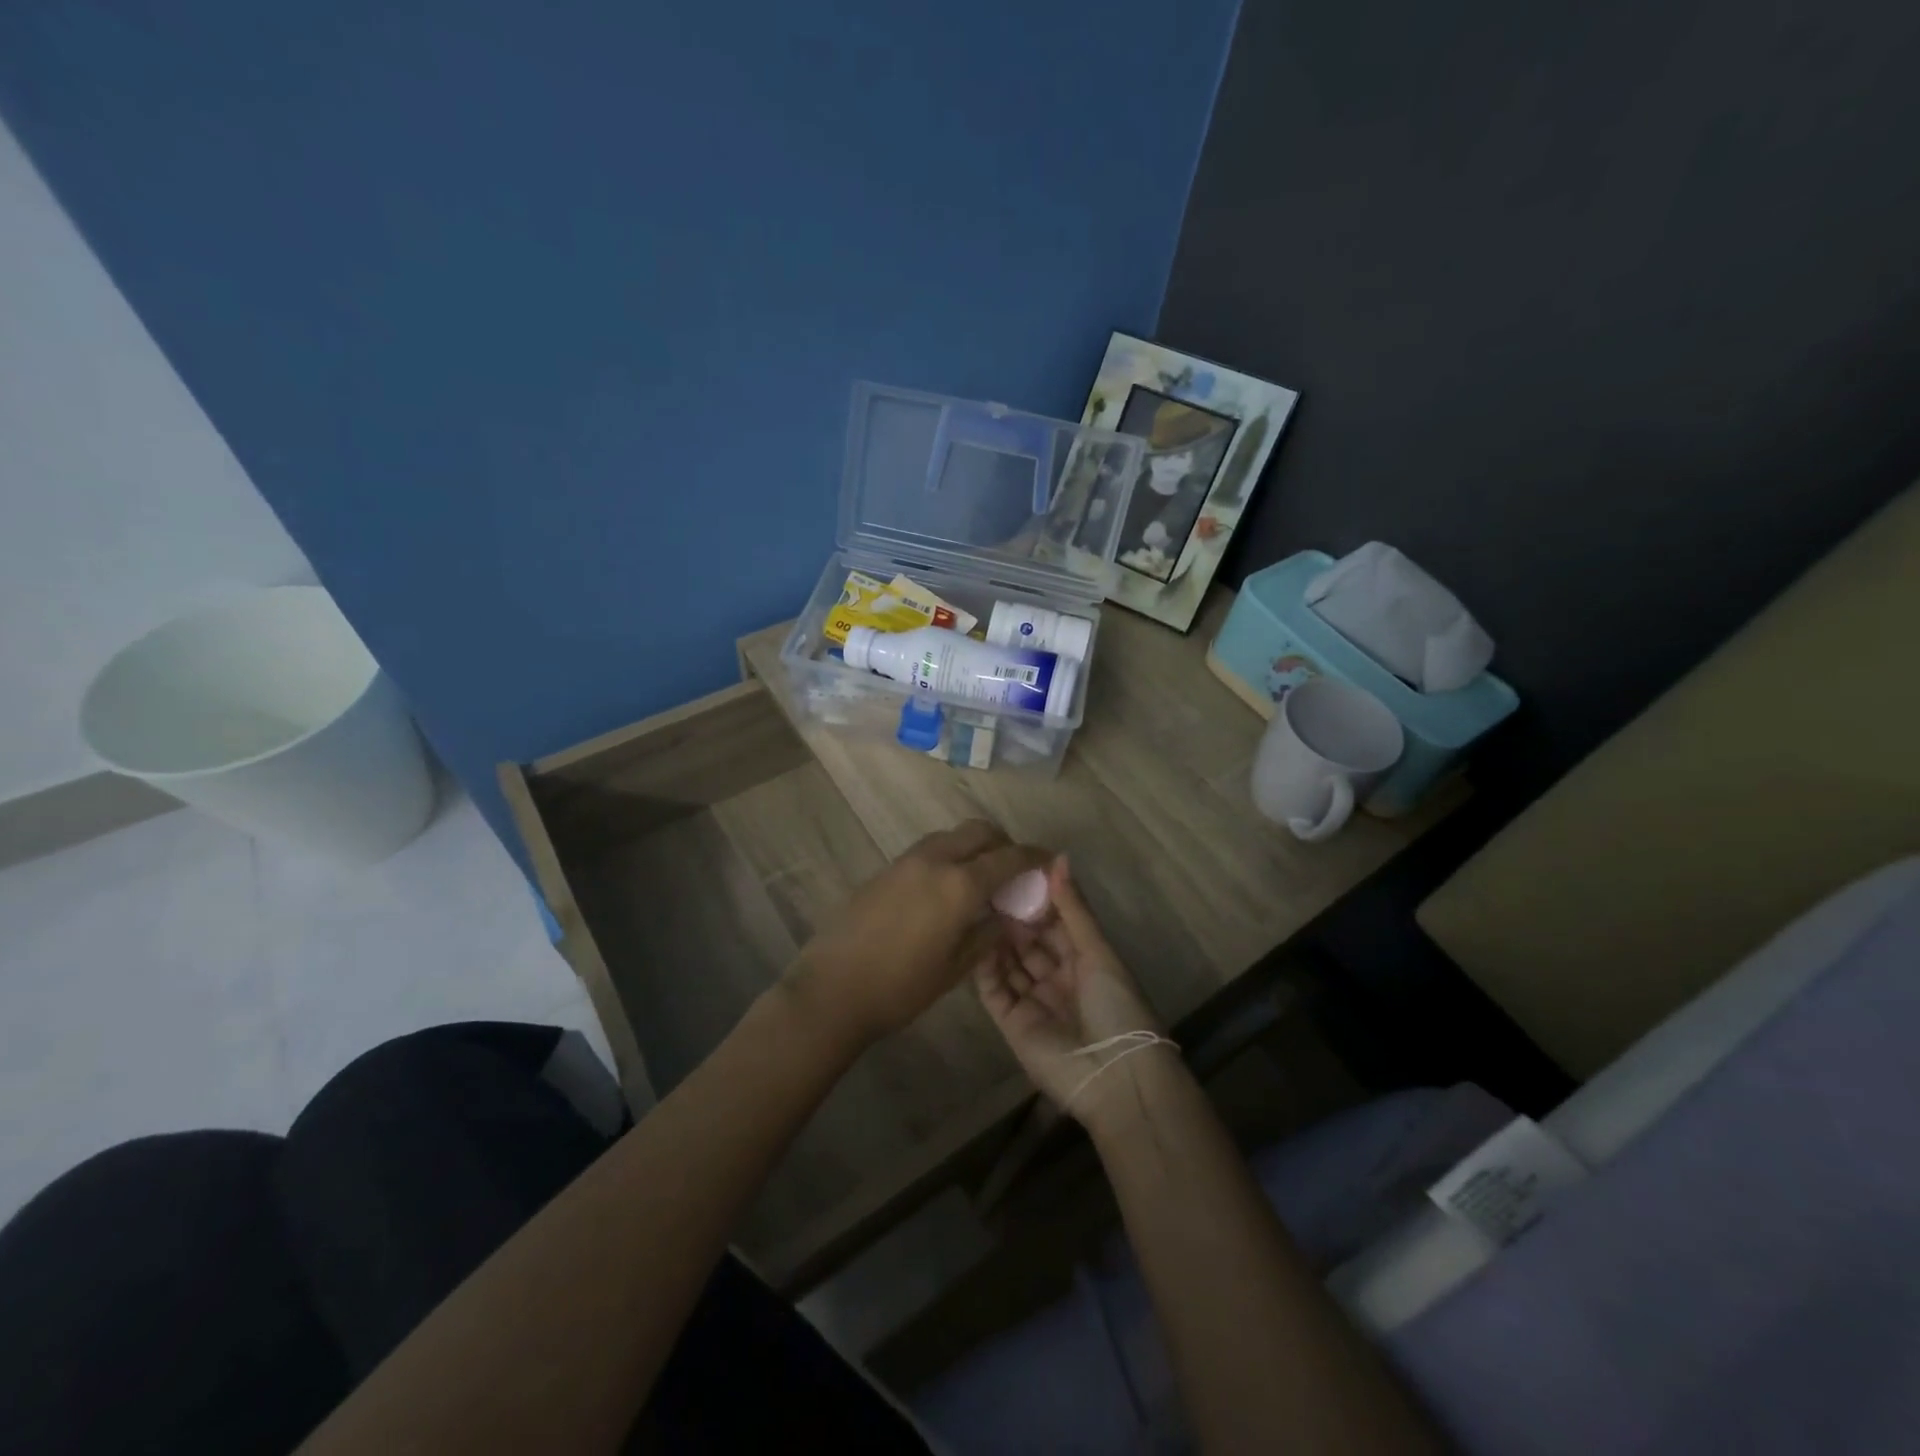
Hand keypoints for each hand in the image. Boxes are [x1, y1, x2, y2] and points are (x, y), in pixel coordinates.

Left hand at [792, 820, 1048, 1048]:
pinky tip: (948, 888)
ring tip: (981, 879)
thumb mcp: (956, 968)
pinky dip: (950, 856)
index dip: (1034, 857)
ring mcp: (907, 860)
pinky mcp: (886, 868)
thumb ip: (988, 934)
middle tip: (1013, 870)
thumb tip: (1009, 916)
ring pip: (952, 835)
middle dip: (1003, 843)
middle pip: (980, 830)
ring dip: (974, 846)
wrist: (833, 988)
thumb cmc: (901, 987)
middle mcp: (935, 860)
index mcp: (959, 884)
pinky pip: (930, 849)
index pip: (1008, 857)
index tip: (1049, 861)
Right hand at [971, 856, 1167, 1121]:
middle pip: (1029, 942)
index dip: (1037, 900)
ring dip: (995, 937)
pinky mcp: (1011, 1023)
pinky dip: (983, 967)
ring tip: (974, 905)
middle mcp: (1057, 978)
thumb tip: (1058, 858)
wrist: (1113, 1077)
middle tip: (986, 886)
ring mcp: (1033, 1001)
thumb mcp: (1097, 951)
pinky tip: (971, 940)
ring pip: (1009, 962)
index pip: (1055, 924)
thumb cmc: (1116, 1006)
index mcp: (1084, 961)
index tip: (1014, 872)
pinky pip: (993, 989)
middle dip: (1012, 917)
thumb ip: (1073, 908)